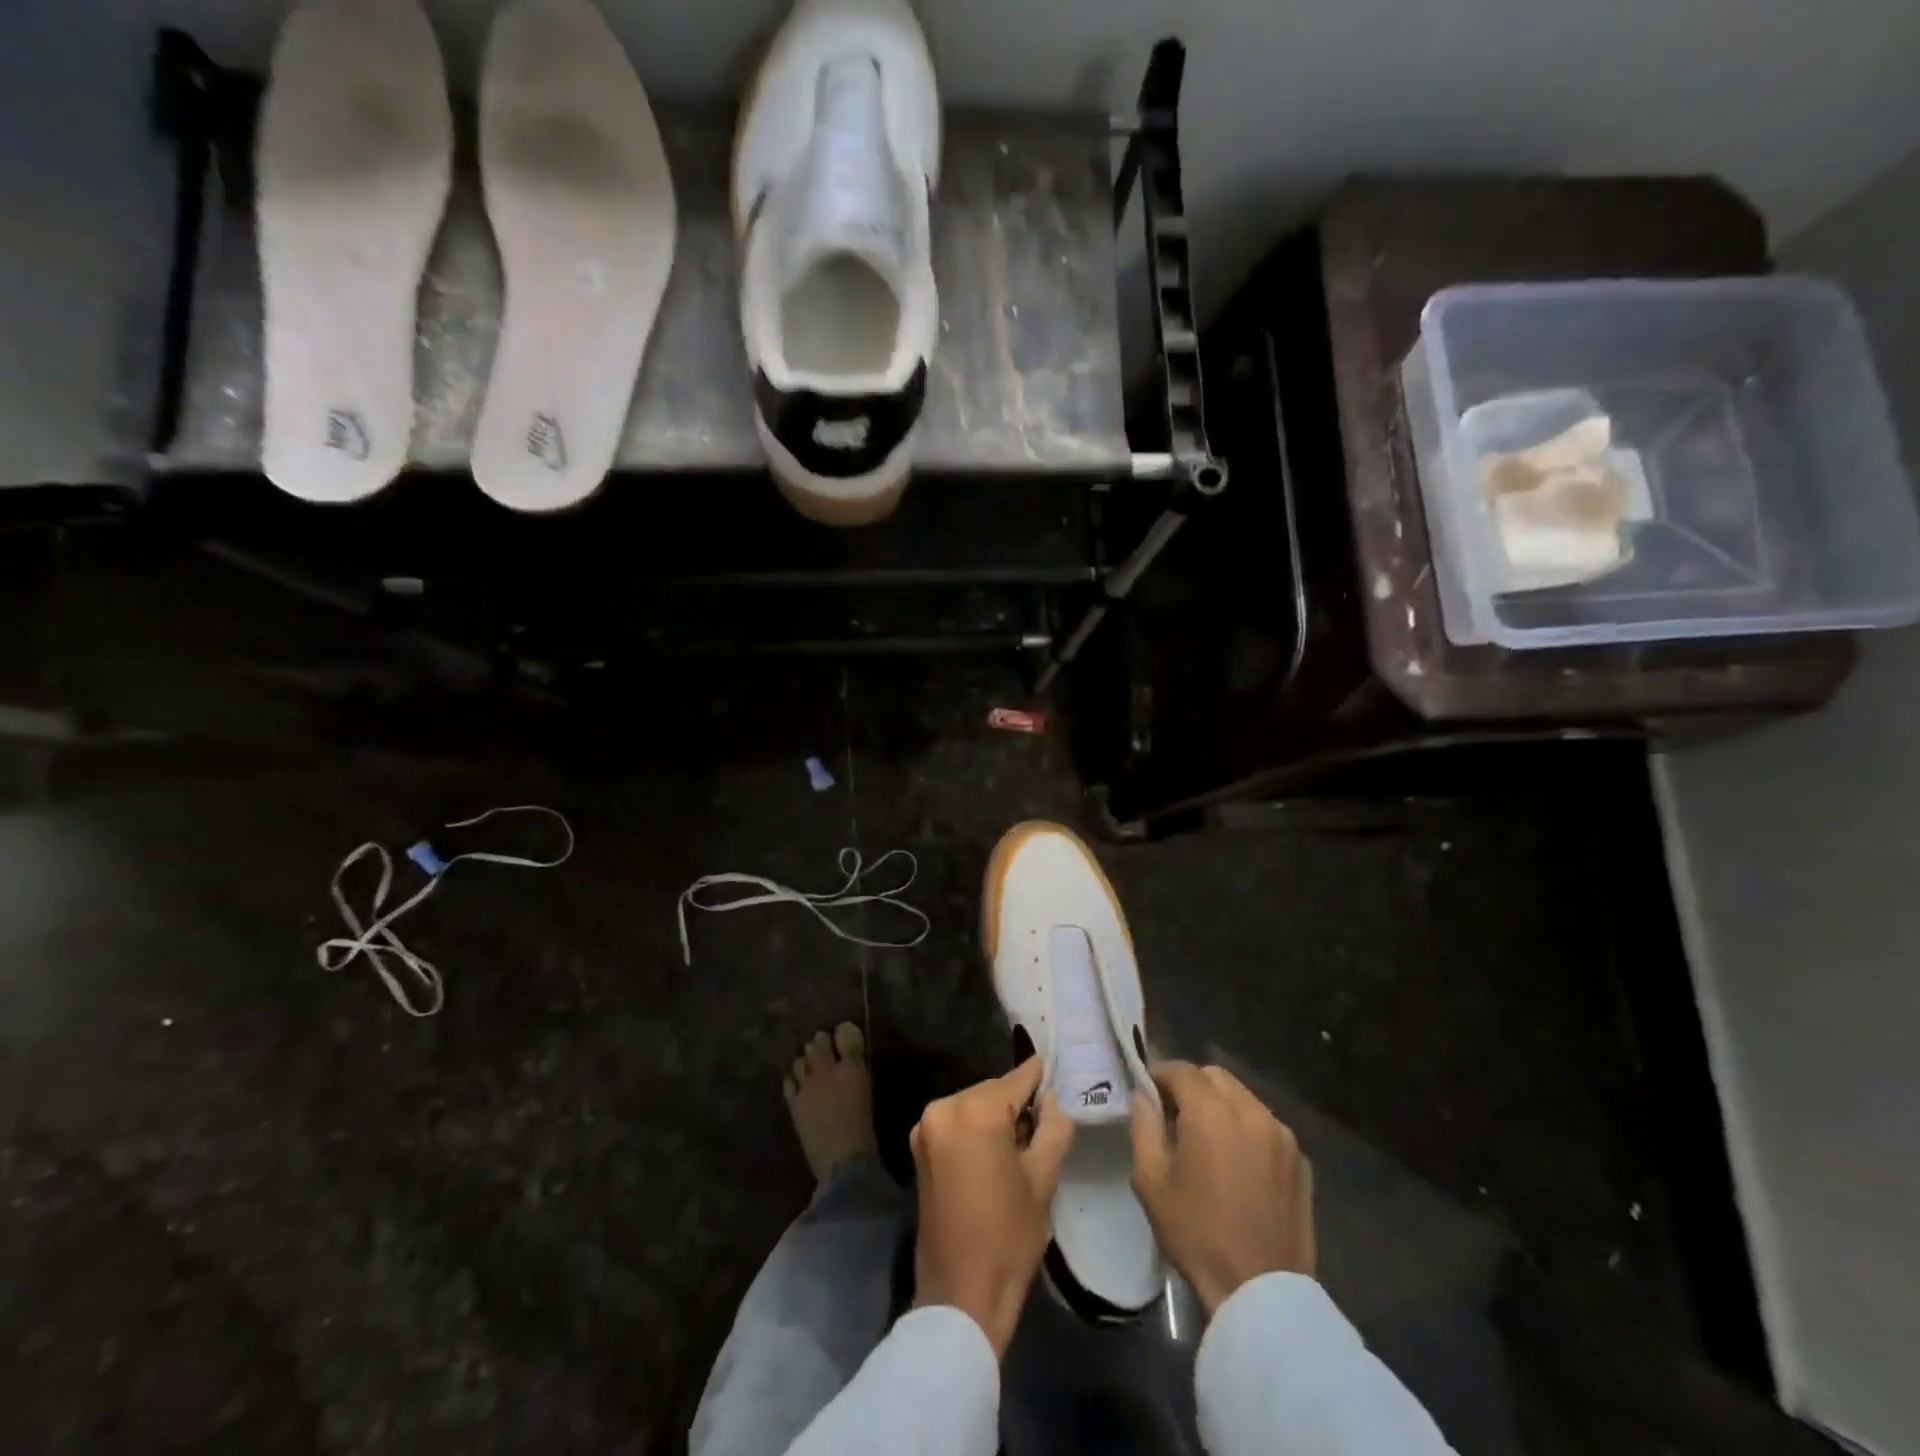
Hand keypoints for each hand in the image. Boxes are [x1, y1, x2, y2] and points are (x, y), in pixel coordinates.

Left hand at [911, 1056, 1073, 1357]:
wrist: (959, 1295)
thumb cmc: (1008, 1237)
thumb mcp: (1043, 1179)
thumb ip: (1053, 1127)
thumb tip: (1053, 1098)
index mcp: (974, 1112)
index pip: (1017, 1078)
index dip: (1042, 1077)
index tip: (1061, 1070)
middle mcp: (944, 1107)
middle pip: (994, 1090)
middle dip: (1020, 1103)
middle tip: (1048, 1121)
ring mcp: (926, 1127)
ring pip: (975, 1105)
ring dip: (998, 1117)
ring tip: (1024, 1145)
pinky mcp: (920, 1147)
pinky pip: (958, 1122)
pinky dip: (978, 1129)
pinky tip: (997, 1155)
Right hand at [1130, 1060, 1314, 1315]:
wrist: (1261, 1292)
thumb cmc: (1197, 1233)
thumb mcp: (1151, 1179)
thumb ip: (1143, 1125)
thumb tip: (1144, 1096)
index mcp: (1211, 1111)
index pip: (1180, 1069)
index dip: (1159, 1075)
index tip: (1147, 1093)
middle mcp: (1250, 1110)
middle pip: (1214, 1076)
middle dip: (1191, 1086)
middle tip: (1175, 1116)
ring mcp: (1281, 1134)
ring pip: (1243, 1097)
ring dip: (1220, 1105)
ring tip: (1207, 1140)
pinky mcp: (1300, 1160)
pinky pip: (1265, 1125)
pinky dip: (1246, 1129)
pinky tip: (1238, 1163)